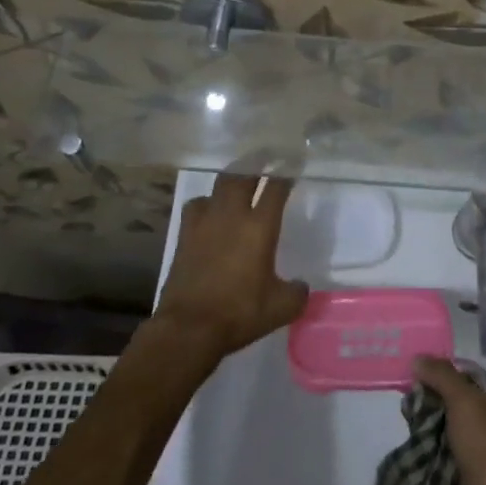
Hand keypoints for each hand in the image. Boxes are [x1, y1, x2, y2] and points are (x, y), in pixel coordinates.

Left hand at [153, 171, 309, 362]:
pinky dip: (207, 202)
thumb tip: (300, 286)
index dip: (286, 173)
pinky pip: (197, 206)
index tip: (293, 165)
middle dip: (256, 162)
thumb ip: (296, 293)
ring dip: (231, 179)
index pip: (275, 188)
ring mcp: (204, 223)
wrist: (189, 327)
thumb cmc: (239, 313)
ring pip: (218, 186)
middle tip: (266, 157)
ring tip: (239, 179)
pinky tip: (210, 211)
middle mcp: (232, 216)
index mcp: (260, 227)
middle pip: (242, 175)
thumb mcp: (280, 308)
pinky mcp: (184, 235)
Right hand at [414, 356, 485, 484]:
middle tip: (406, 408)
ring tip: (403, 432)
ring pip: (447, 446)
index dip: (446, 384)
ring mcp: (483, 472)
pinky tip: (407, 459)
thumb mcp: (466, 402)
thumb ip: (443, 377)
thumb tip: (418, 359)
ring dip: (426, 441)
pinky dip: (426, 468)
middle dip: (432, 413)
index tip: (417, 381)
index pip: (473, 391)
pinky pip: (441, 474)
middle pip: (458, 417)